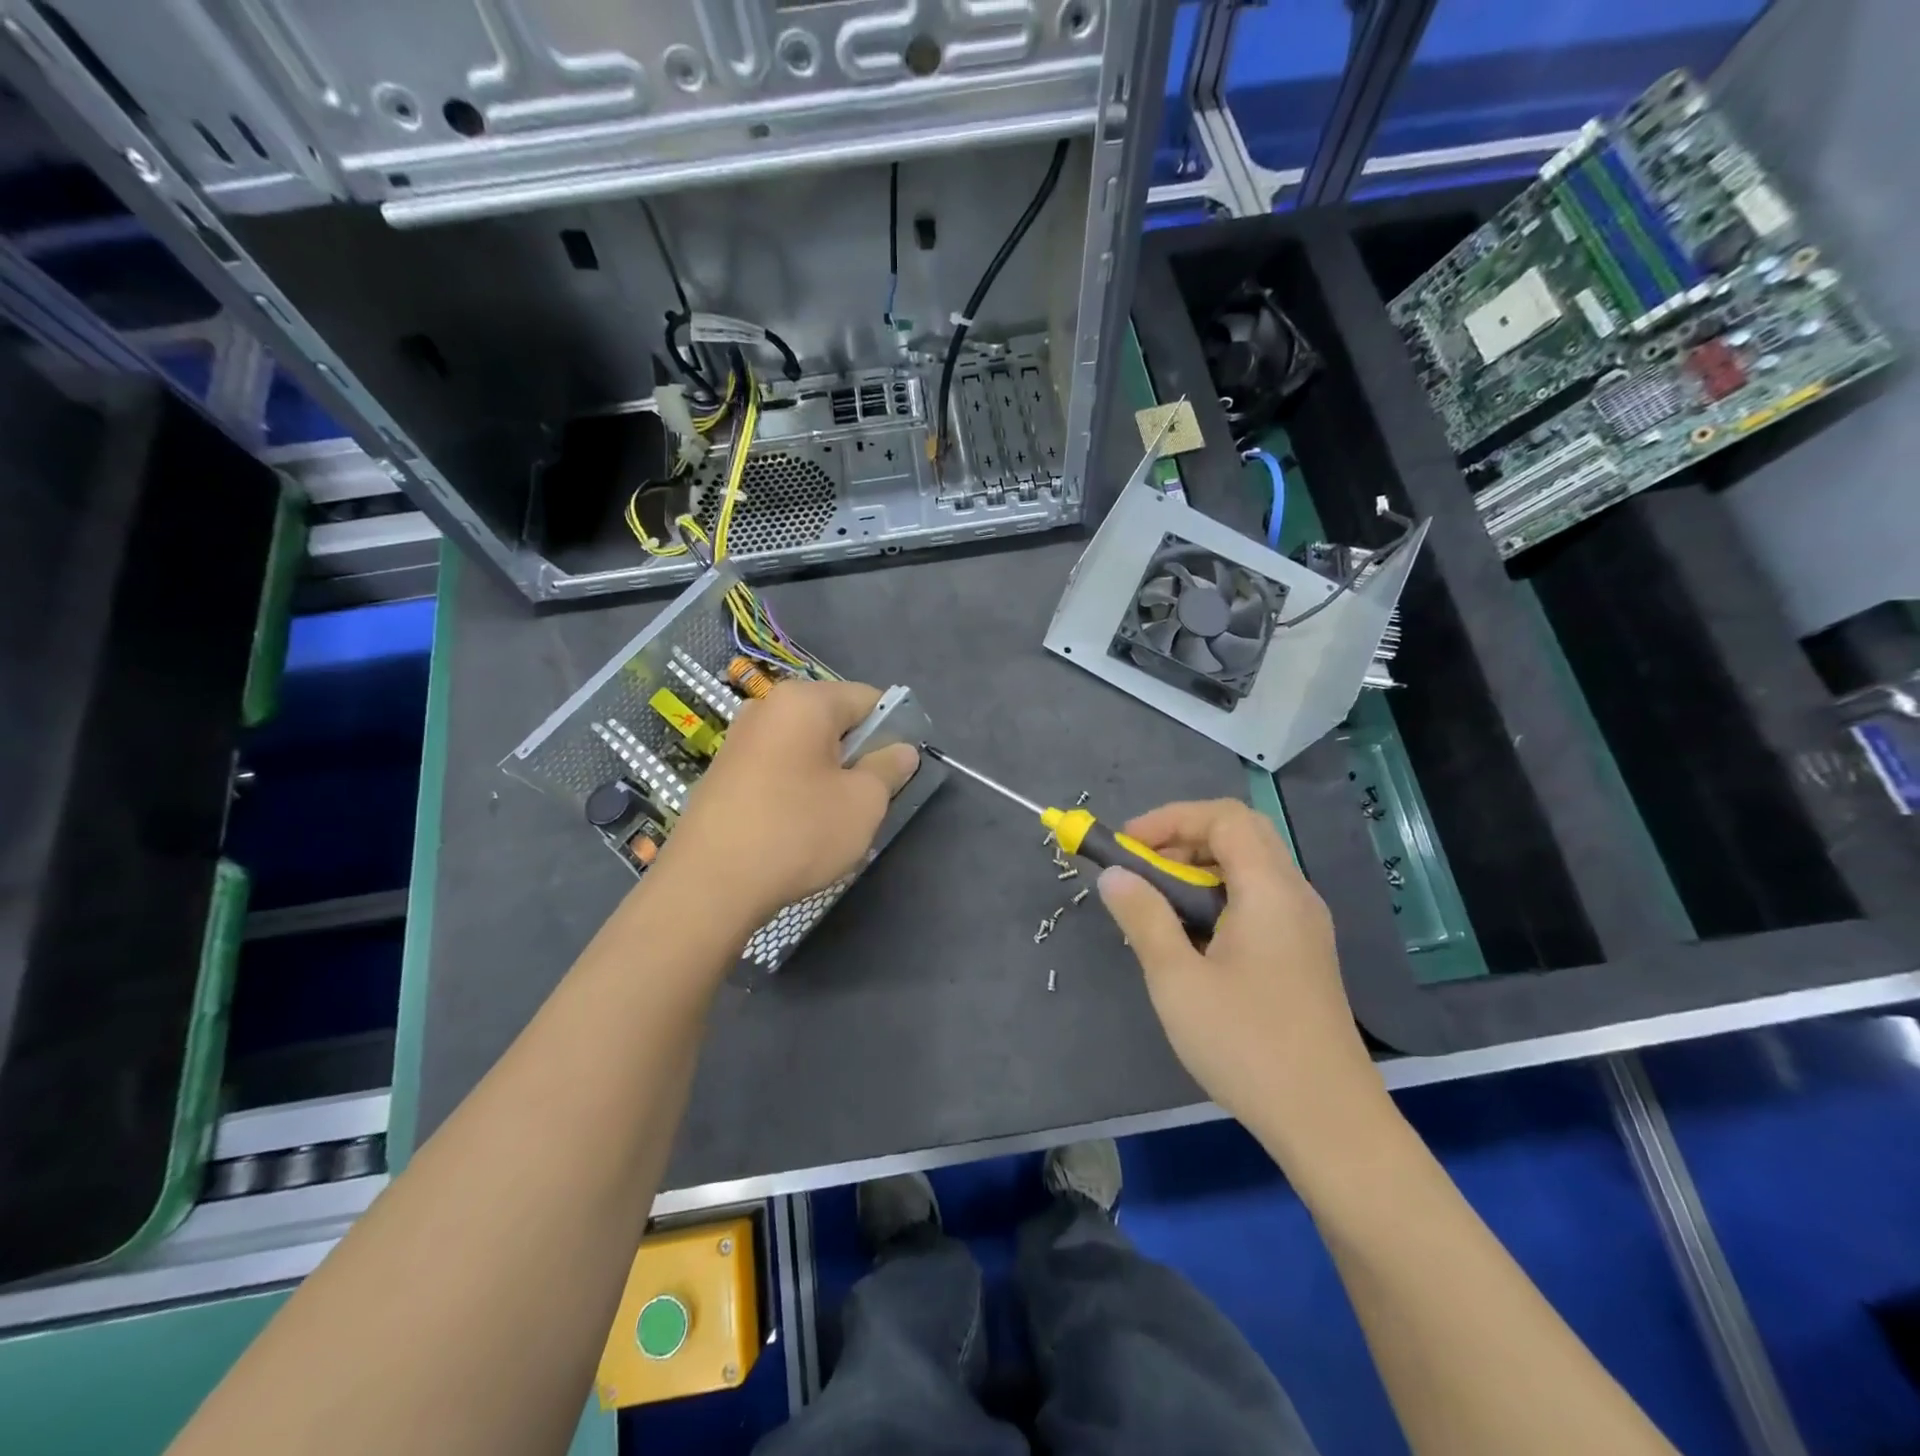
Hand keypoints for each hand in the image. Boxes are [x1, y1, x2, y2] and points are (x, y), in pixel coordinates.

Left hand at [656, 679, 920, 929]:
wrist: (708, 886)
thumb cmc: (797, 832)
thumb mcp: (863, 803)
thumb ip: (889, 768)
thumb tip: (902, 750)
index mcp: (804, 701)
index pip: (868, 699)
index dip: (894, 730)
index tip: (901, 770)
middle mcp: (767, 707)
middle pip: (834, 721)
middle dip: (859, 754)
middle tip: (870, 799)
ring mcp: (739, 739)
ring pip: (806, 747)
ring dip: (829, 774)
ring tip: (834, 818)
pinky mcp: (723, 772)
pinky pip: (778, 766)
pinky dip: (798, 787)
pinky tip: (799, 826)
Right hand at [1095, 799, 1381, 1147]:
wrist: (1328, 1122)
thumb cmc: (1247, 1045)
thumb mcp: (1178, 980)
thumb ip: (1144, 918)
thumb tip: (1113, 875)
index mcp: (1270, 890)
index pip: (1224, 817)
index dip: (1171, 818)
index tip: (1128, 845)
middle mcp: (1295, 895)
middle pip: (1241, 833)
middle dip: (1184, 837)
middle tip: (1143, 867)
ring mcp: (1305, 925)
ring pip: (1250, 866)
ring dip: (1200, 867)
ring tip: (1159, 903)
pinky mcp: (1304, 953)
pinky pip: (1258, 899)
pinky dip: (1219, 895)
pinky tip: (1193, 938)